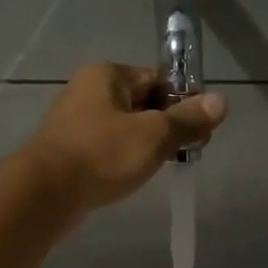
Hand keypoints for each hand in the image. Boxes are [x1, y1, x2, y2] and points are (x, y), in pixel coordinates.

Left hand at [26, 63, 226, 211]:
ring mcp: (75, 122)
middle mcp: (88, 90)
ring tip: (162, 166)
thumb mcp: (154, 135)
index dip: (183, 102)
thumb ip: (188, 119)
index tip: (201, 129)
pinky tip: (132, 177)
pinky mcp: (69, 151)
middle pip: (142, 103)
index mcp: (107, 74)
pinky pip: (107, 148)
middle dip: (166, 126)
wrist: (45, 193)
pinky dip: (123, 158)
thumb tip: (222, 101)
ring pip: (124, 128)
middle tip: (186, 151)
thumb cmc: (102, 155)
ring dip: (145, 145)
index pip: (157, 79)